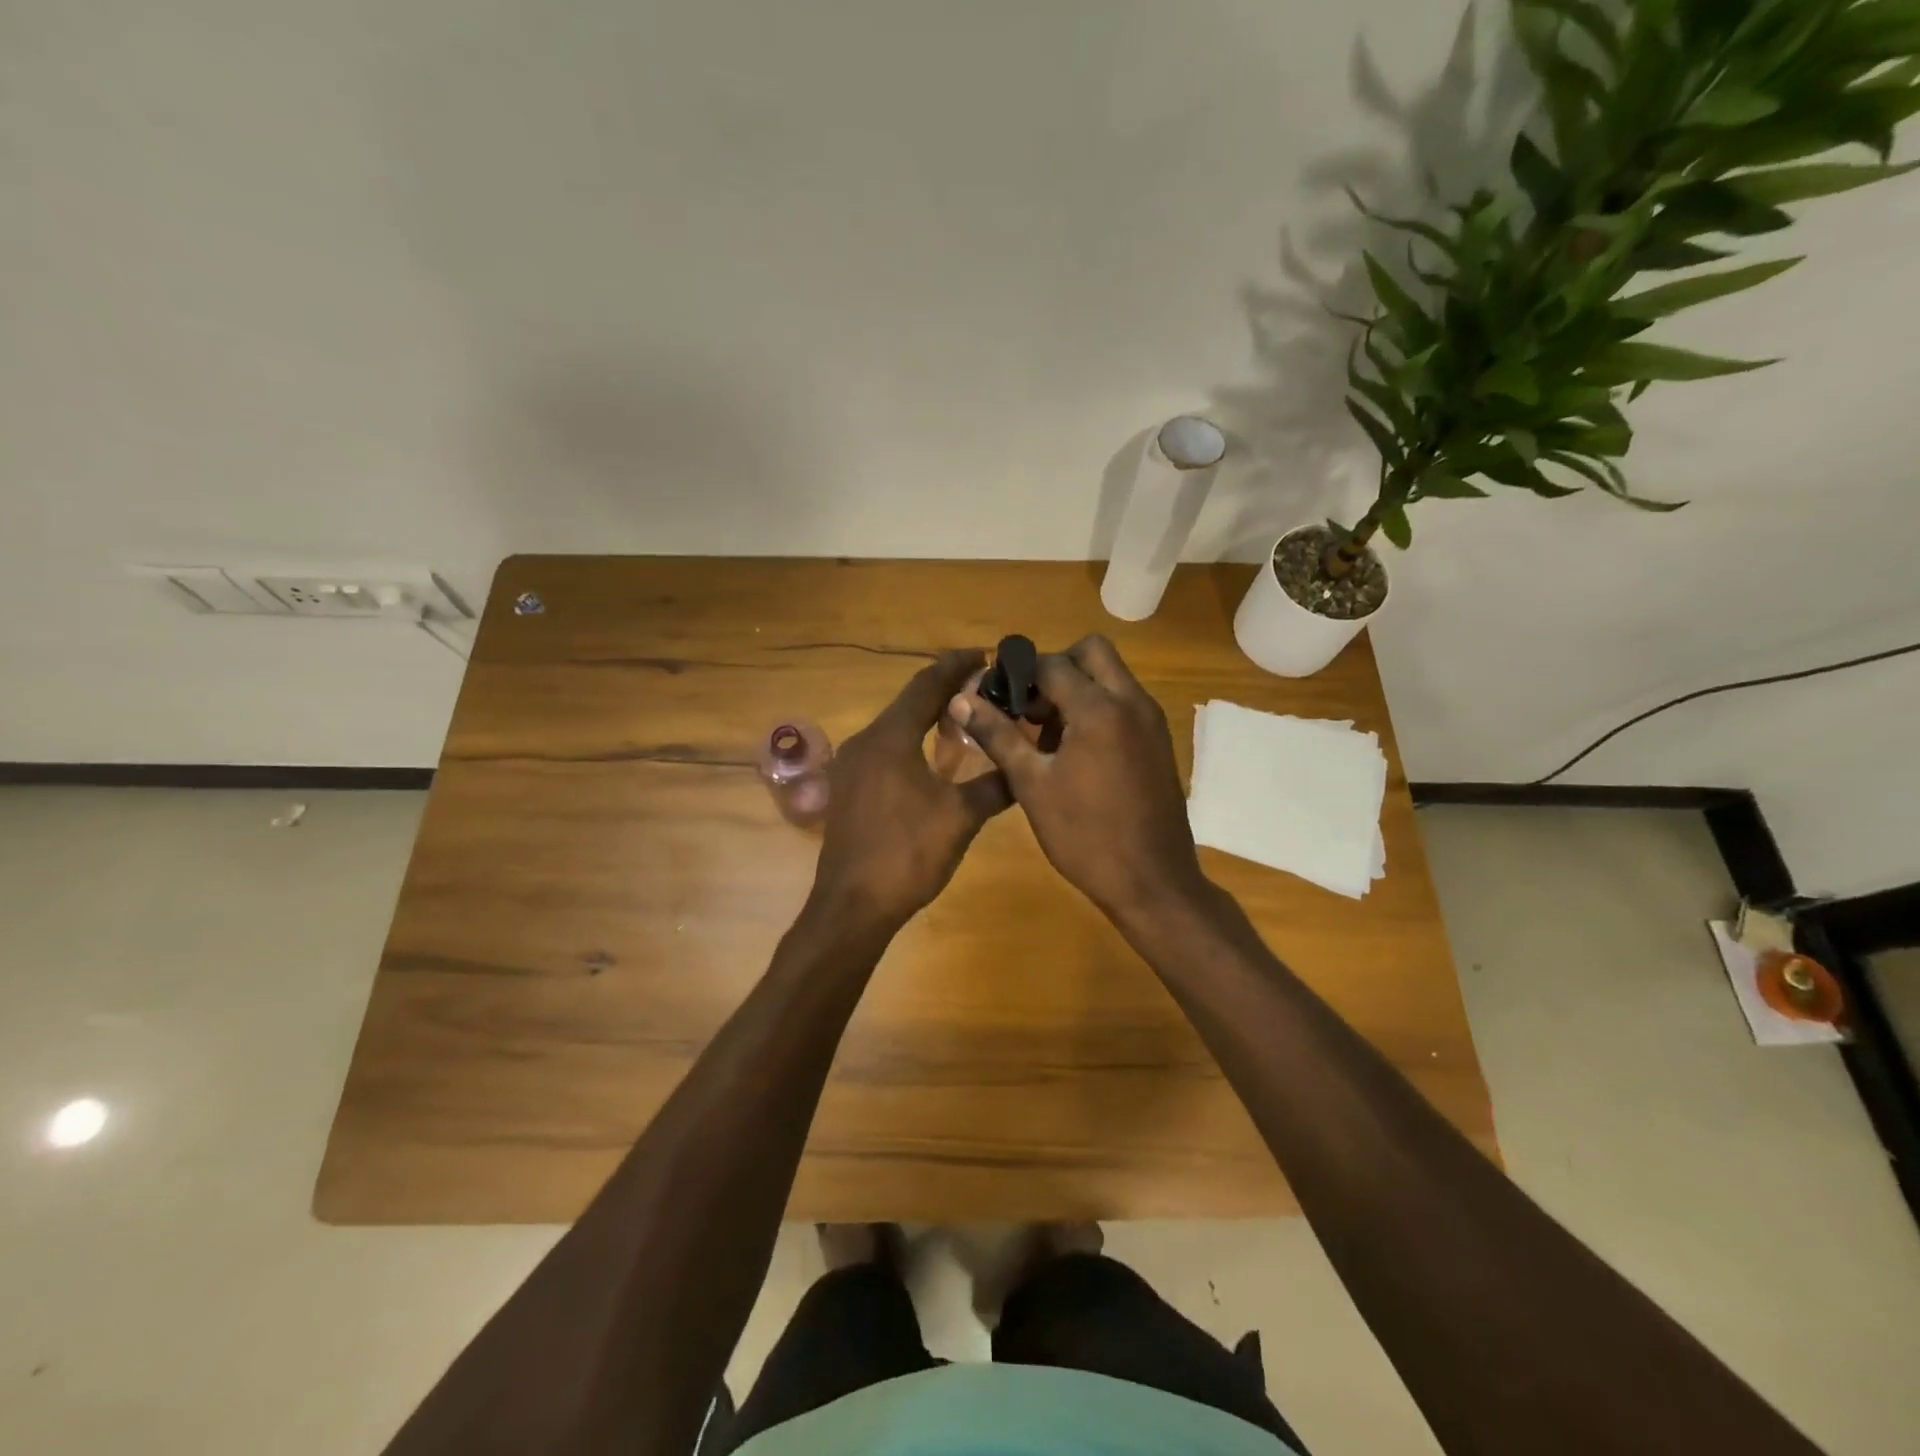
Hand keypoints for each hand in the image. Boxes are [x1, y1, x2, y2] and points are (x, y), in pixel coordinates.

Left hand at [812, 651, 1011, 927]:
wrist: (853, 906)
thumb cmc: (907, 854)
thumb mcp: (961, 817)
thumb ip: (995, 786)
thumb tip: (1025, 769)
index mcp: (890, 737)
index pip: (926, 685)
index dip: (956, 665)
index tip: (985, 655)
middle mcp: (865, 741)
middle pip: (908, 702)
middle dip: (945, 691)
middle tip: (983, 689)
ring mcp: (851, 767)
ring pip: (895, 727)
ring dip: (927, 718)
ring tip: (964, 721)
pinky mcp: (849, 790)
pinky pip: (884, 751)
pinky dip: (911, 743)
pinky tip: (932, 761)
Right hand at [950, 635, 1205, 920]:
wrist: (1152, 882)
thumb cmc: (1085, 835)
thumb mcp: (1032, 784)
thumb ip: (998, 735)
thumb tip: (962, 700)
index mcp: (1099, 708)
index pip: (1052, 664)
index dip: (1018, 673)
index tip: (995, 696)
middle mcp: (1132, 702)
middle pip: (1092, 652)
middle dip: (1056, 668)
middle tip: (1029, 707)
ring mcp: (1152, 721)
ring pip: (1111, 677)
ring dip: (1078, 688)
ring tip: (1046, 735)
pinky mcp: (1159, 741)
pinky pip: (1125, 703)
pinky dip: (1099, 709)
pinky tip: (1075, 753)